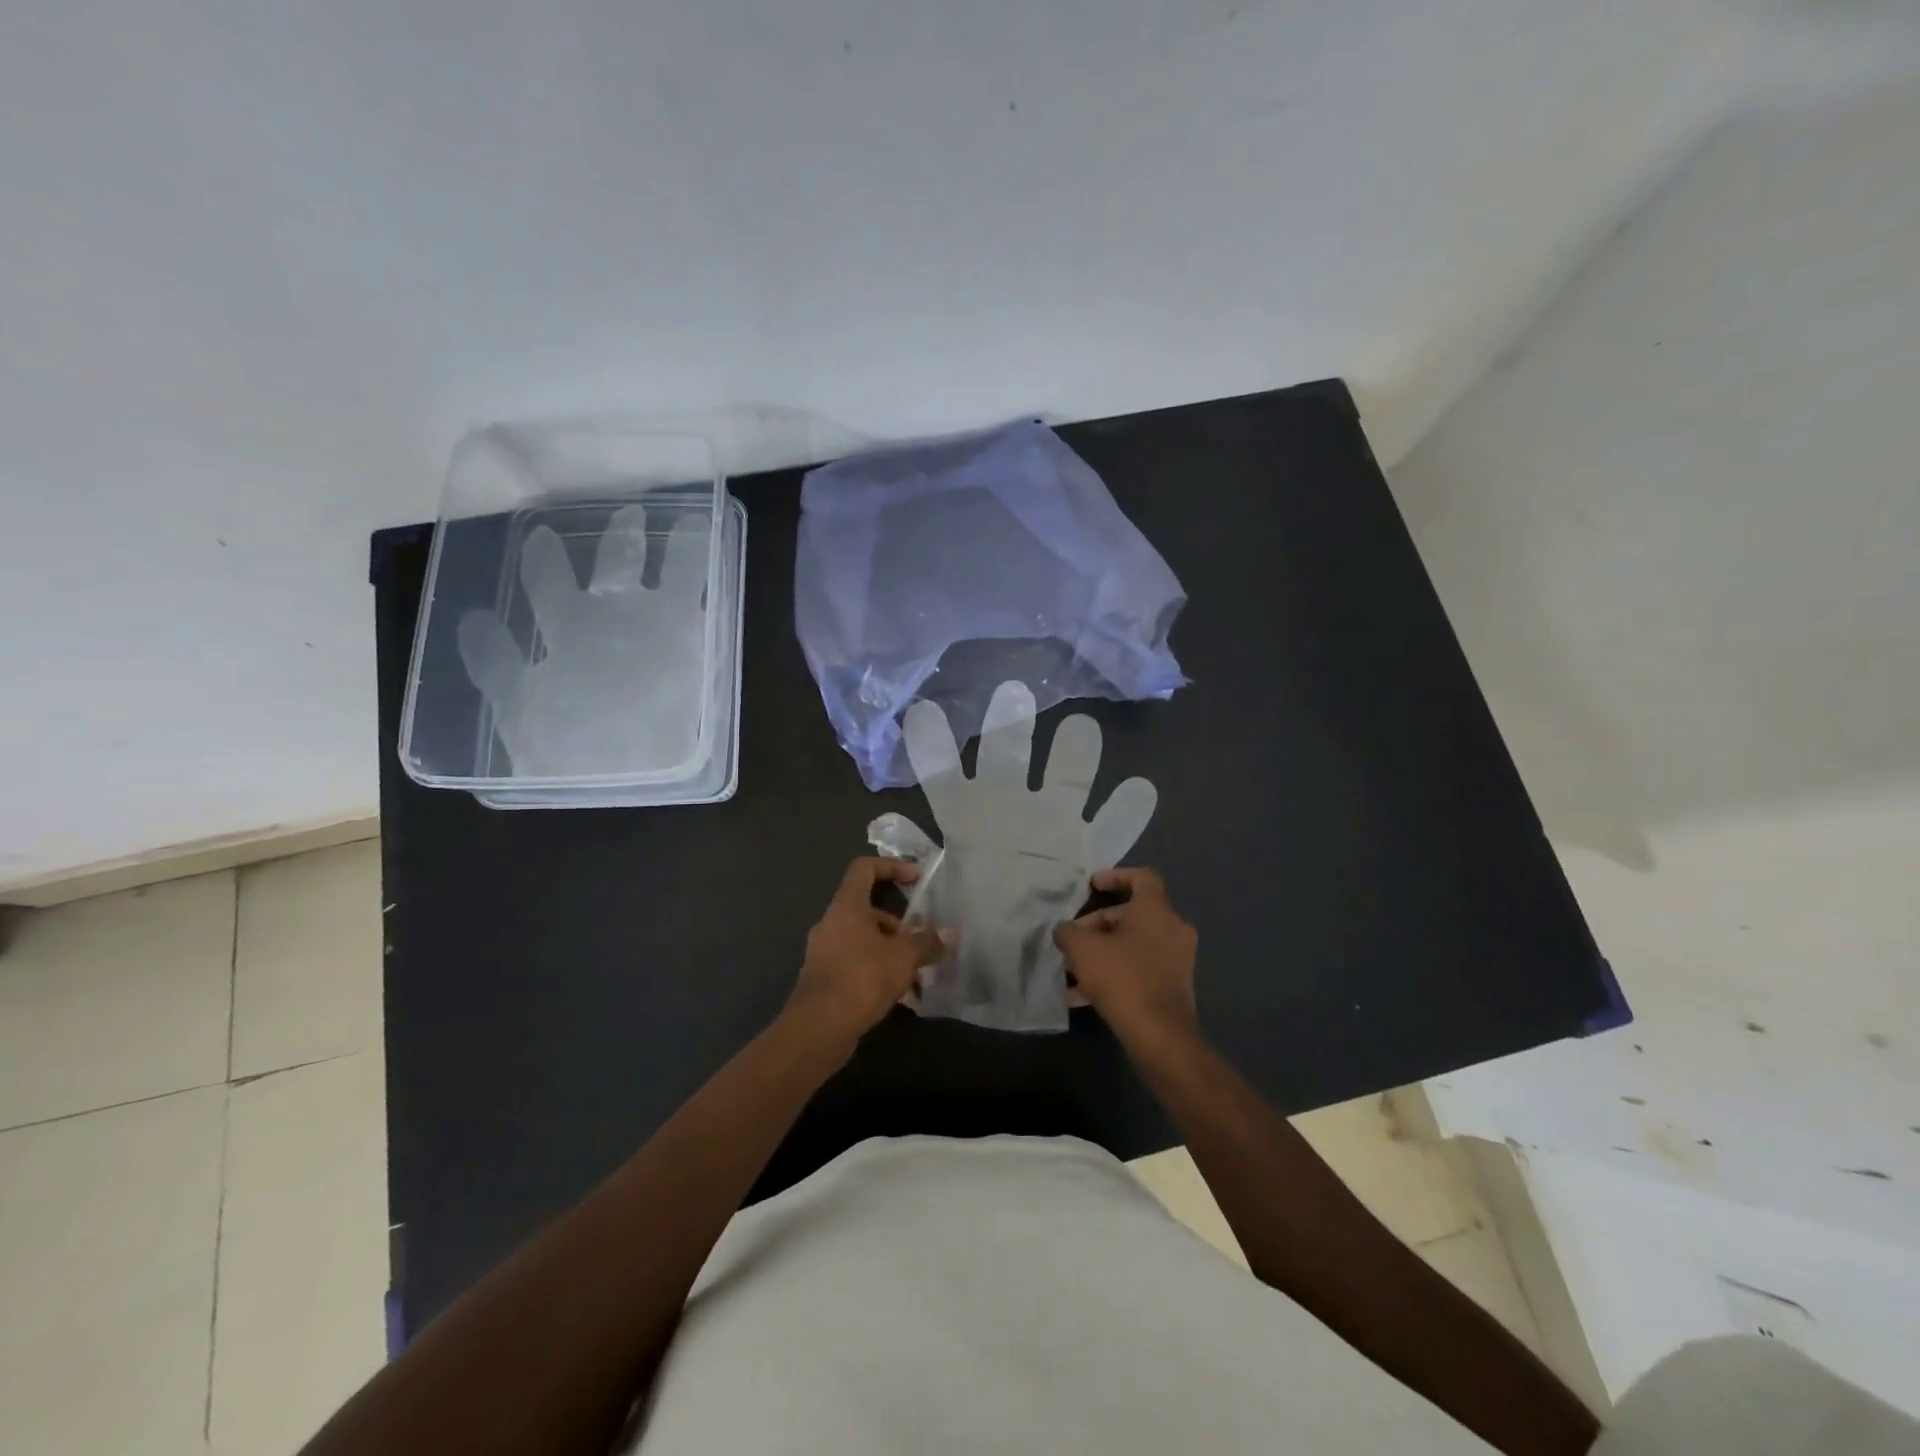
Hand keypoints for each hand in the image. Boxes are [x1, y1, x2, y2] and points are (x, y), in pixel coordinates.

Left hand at [785, 858, 945, 1053]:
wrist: (818, 1029)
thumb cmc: (862, 978)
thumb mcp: (904, 957)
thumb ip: (928, 942)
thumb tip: (948, 935)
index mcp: (846, 907)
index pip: (864, 869)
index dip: (891, 867)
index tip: (916, 879)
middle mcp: (831, 924)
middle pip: (868, 910)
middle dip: (899, 925)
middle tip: (923, 942)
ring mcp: (824, 953)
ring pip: (864, 941)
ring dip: (891, 952)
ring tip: (918, 974)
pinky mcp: (824, 980)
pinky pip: (856, 965)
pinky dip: (878, 972)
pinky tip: (900, 996)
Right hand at [1053, 868, 1198, 1051]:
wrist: (1160, 1036)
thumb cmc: (1122, 979)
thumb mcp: (1082, 949)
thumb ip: (1068, 931)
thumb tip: (1066, 931)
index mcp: (1156, 910)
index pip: (1142, 877)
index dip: (1115, 876)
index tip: (1091, 885)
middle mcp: (1173, 929)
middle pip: (1132, 914)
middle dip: (1098, 924)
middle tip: (1073, 940)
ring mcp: (1177, 959)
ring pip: (1134, 944)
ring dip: (1104, 952)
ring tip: (1073, 970)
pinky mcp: (1174, 986)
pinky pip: (1140, 968)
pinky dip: (1116, 972)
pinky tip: (1084, 995)